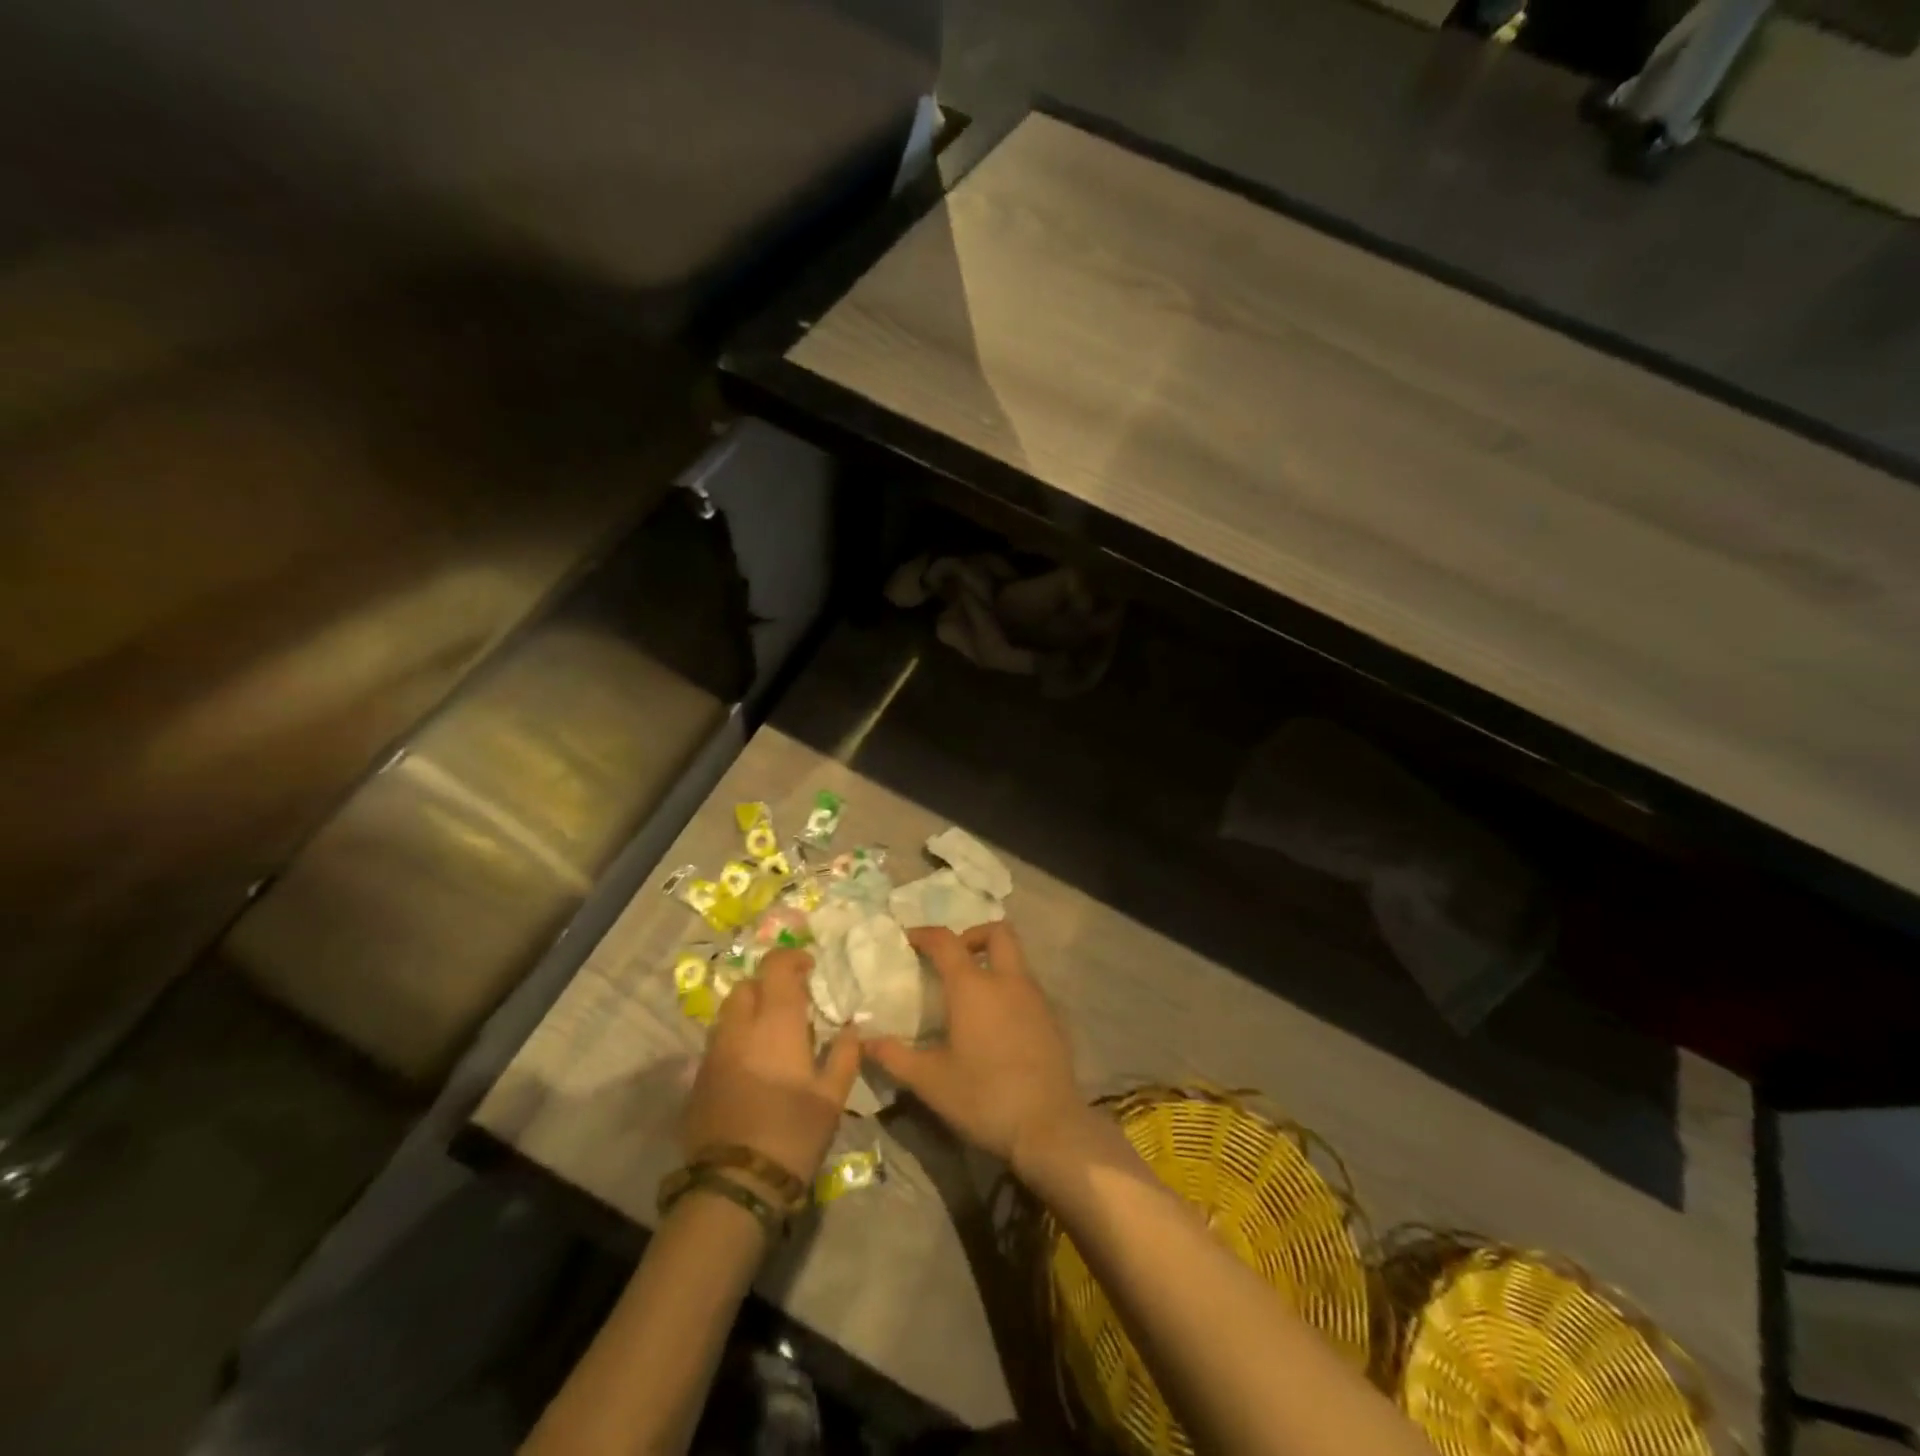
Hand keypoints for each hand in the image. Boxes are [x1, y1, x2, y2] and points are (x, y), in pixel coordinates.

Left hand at [682, 949, 859, 1184]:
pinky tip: (753, 1067)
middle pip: (747, 985)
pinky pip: (719, 1042)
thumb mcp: (832, 1097)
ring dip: (750, 1013)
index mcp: (775, 1023)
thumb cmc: (792, 1133)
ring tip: (772, 1037)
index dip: (792, 958)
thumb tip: (852, 1028)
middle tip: (792, 1006)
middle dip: (769, 986)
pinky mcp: (698, 1078)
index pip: (775, 966)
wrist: (733, 1185)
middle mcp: (739, 1027)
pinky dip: (736, 1040)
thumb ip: (845, 1055)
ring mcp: (714, 1052)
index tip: (809, 969)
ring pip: (729, 1013)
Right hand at [865, 922, 1084, 1173]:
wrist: (1049, 1126)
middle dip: (973, 935)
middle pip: (998, 932)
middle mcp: (1007, 980)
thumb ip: (894, 1056)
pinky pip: (1028, 987)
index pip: (946, 941)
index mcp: (973, 987)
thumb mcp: (930, 1081)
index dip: (925, 934)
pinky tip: (998, 1023)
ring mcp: (1036, 997)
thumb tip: (864, 1041)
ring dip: (993, 962)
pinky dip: (1010, 989)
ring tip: (972, 994)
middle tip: (953, 959)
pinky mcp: (1053, 1018)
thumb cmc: (983, 1097)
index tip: (909, 940)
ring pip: (1016, 959)